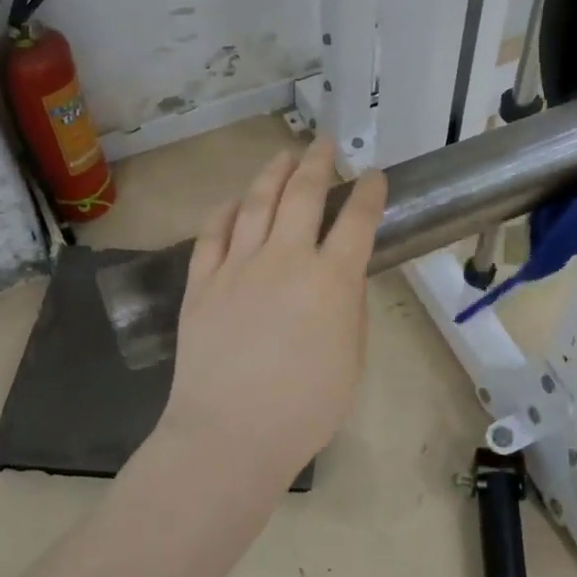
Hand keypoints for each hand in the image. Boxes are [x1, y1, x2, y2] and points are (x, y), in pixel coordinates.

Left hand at [157, 139, 387, 485]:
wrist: (230, 434)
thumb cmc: (304, 409)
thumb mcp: (350, 360)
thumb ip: (350, 309)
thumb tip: (343, 275)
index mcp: (330, 280)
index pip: (356, 221)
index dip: (368, 193)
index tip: (374, 176)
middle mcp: (285, 259)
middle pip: (303, 194)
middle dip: (317, 162)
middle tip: (324, 143)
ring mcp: (237, 266)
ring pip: (256, 203)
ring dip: (273, 173)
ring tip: (284, 156)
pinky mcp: (202, 281)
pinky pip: (213, 233)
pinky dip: (225, 211)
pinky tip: (233, 201)